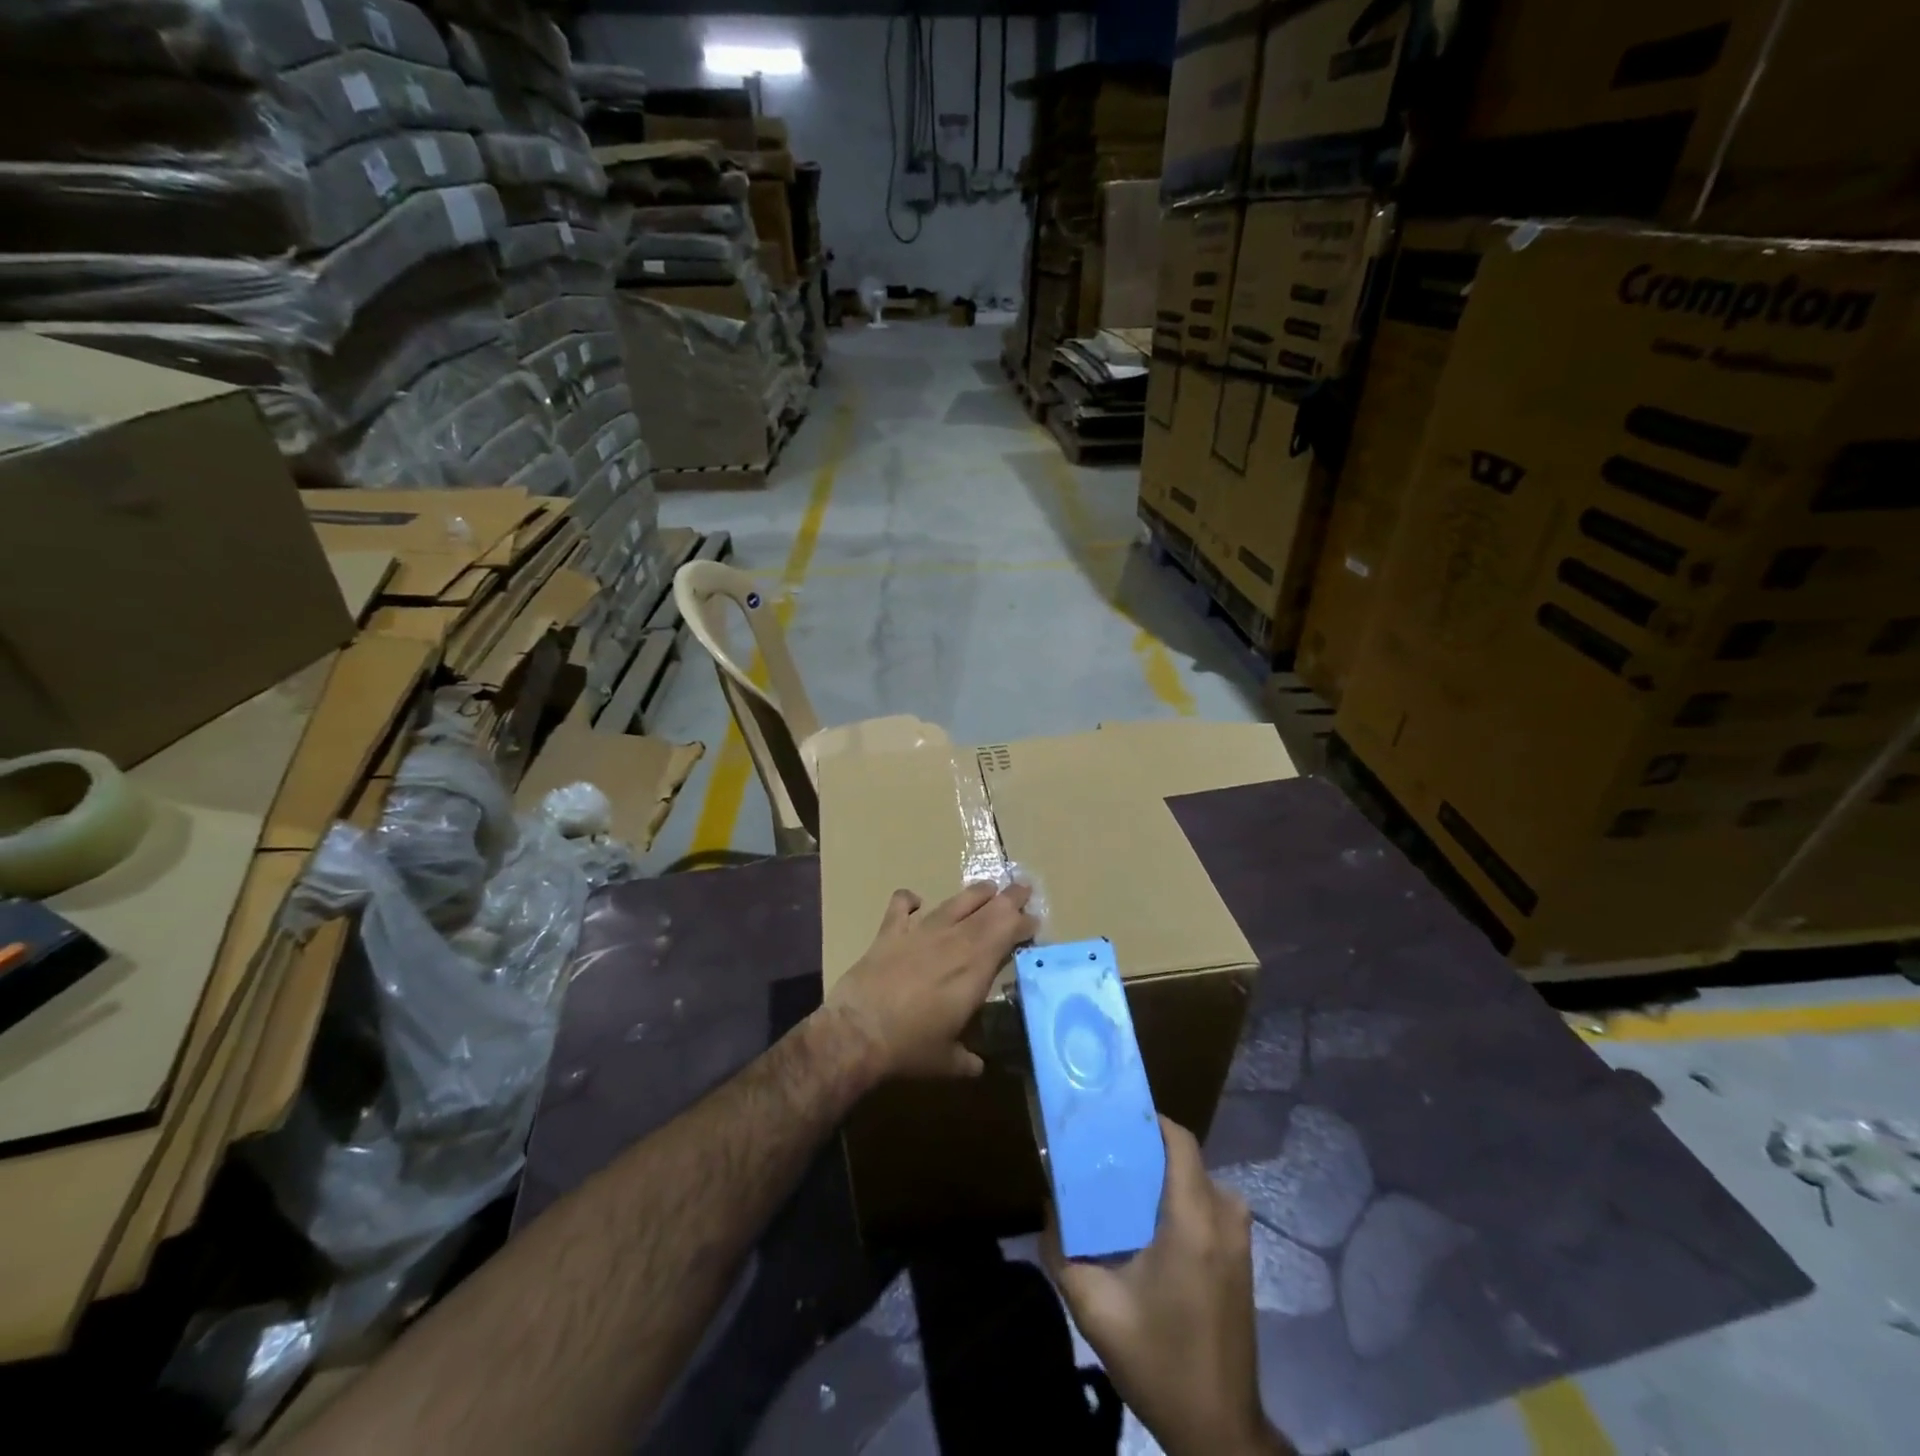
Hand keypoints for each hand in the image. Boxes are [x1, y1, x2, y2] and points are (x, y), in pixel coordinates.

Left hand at [824, 881, 1037, 1079]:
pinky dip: (909, 899)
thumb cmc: (911, 1048)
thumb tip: (979, 1067)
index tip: (1034, 922)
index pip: (1009, 933)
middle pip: (989, 910)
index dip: (1024, 924)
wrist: (859, 1032)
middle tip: (1024, 888)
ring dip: (975, 894)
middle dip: (1010, 898)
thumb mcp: (949, 1061)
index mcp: (975, 968)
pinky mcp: (890, 932)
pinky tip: (915, 900)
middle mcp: (954, 942)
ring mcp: (920, 932)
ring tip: (988, 887)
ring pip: (954, 903)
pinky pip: (901, 905)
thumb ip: (968, 1059)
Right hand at [1043, 1118, 1289, 1455]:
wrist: (1218, 1429)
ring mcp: (1238, 1238)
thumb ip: (1063, 1251)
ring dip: (1162, 1175)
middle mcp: (1224, 1218)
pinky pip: (1208, 1203)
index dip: (1147, 1119)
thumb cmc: (1158, 1361)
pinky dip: (1179, 1197)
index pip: (1179, 1140)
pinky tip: (1147, 1220)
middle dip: (1146, 1148)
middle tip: (1104, 1152)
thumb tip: (1048, 1203)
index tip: (1110, 1117)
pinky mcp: (1240, 1256)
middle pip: (1185, 1157)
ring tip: (1121, 1184)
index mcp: (1193, 1221)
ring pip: (1196, 1179)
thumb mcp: (1096, 1309)